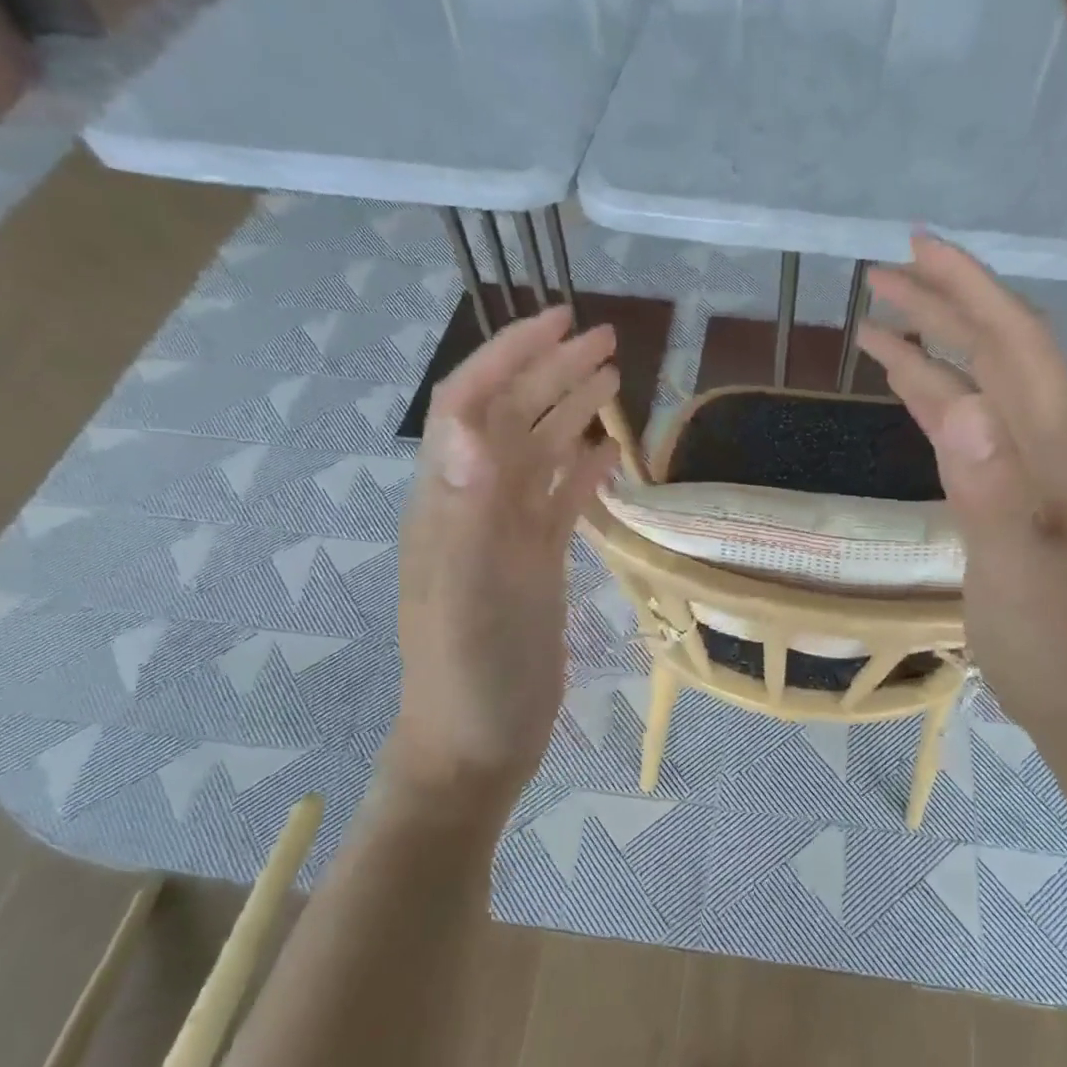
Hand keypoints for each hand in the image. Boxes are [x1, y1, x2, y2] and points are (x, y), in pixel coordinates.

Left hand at [394, 305, 619, 808]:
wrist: (477, 744)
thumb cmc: (473, 675)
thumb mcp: (469, 594)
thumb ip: (469, 509)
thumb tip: (470, 423)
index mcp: (451, 500)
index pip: (472, 403)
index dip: (511, 355)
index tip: (562, 322)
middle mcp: (474, 504)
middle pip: (511, 419)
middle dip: (552, 371)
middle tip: (609, 342)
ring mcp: (504, 533)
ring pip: (538, 453)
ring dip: (570, 411)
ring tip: (615, 380)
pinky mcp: (531, 562)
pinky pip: (558, 500)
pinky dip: (582, 469)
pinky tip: (611, 454)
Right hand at [857, 237, 1066, 725]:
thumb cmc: (1045, 633)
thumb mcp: (1015, 568)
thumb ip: (990, 489)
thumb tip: (959, 407)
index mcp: (1061, 442)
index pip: (1016, 340)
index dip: (970, 288)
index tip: (918, 249)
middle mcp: (1050, 435)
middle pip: (996, 347)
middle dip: (942, 302)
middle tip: (879, 272)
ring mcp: (1027, 459)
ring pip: (978, 379)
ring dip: (931, 342)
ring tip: (876, 314)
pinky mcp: (1003, 482)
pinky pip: (964, 419)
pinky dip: (931, 389)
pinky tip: (902, 376)